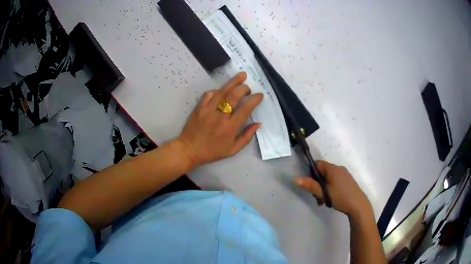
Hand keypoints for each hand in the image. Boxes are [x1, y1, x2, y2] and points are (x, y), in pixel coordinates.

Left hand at [176, 72, 262, 167]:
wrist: (189, 149)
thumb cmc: (212, 151)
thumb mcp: (233, 150)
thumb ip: (247, 136)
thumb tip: (258, 123)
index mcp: (229, 129)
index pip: (245, 110)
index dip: (254, 100)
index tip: (259, 95)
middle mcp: (219, 117)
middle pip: (233, 96)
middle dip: (244, 88)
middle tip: (248, 87)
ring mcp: (207, 110)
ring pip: (222, 92)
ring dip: (233, 82)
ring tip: (242, 75)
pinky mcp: (199, 107)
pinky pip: (209, 94)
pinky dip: (217, 90)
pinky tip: (222, 90)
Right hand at [295, 161, 372, 218]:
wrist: (358, 205)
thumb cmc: (340, 197)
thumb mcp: (323, 193)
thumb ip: (310, 185)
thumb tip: (295, 178)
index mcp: (333, 169)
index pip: (318, 164)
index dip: (311, 173)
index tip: (310, 185)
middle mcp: (339, 169)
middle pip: (323, 172)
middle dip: (317, 183)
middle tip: (316, 196)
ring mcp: (344, 175)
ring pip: (329, 178)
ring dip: (323, 188)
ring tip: (323, 201)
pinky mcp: (348, 181)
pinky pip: (335, 181)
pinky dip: (330, 188)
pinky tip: (331, 199)